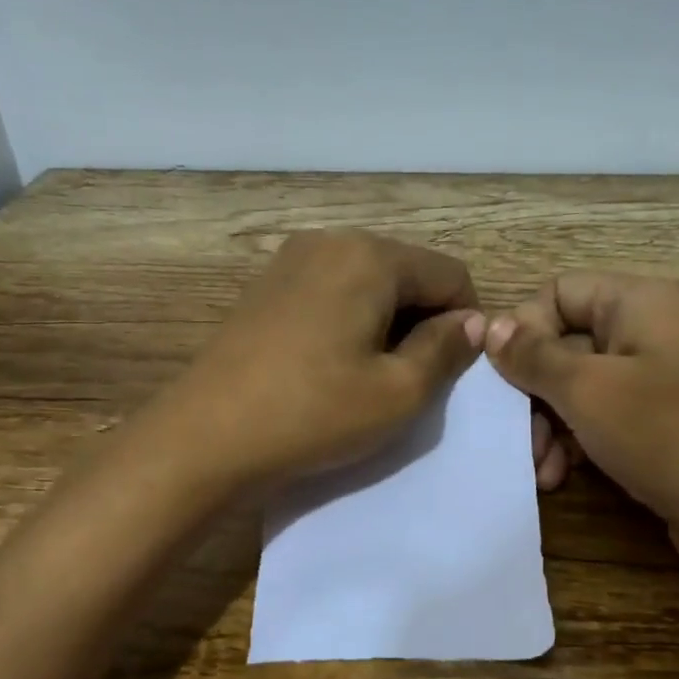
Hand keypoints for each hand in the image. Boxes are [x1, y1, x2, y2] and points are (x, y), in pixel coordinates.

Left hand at [158, 229, 485, 489]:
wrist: (205, 437)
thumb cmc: (313, 414)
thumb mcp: (398, 393)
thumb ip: (445, 350)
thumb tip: (472, 322)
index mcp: (369, 255)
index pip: (450, 274)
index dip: (465, 324)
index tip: (450, 373)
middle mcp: (330, 241)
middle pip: (408, 273)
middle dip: (423, 322)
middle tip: (410, 380)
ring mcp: (291, 261)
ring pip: (369, 284)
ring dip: (387, 325)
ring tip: (369, 377)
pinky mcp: (266, 287)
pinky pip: (332, 293)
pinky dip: (350, 323)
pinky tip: (331, 367)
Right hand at [488, 273, 678, 567]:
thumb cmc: (669, 435)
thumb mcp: (588, 391)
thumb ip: (534, 357)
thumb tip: (492, 326)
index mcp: (638, 303)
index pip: (559, 292)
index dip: (523, 329)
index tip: (502, 379)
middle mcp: (650, 333)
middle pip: (566, 344)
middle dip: (532, 393)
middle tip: (515, 438)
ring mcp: (659, 383)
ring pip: (581, 389)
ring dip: (549, 427)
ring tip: (540, 470)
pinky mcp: (663, 428)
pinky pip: (605, 422)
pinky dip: (577, 445)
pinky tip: (559, 479)